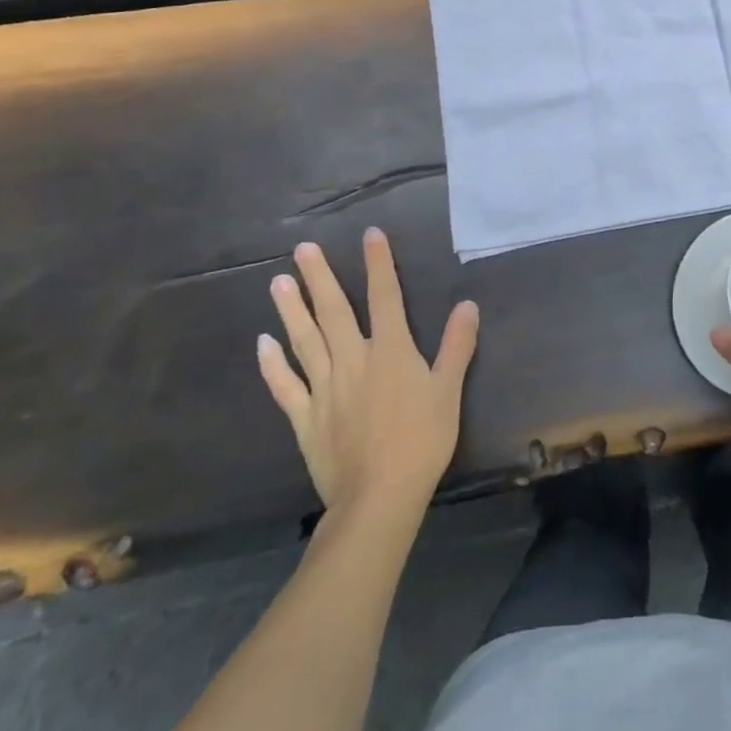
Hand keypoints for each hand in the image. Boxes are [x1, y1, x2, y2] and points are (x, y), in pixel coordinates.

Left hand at [258, 228, 478, 522]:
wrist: (379, 496)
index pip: (385, 297)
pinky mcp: (305, 418)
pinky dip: (272, 365)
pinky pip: (285, 386)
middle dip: (319, 277)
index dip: (378, 264)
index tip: (370, 234)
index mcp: (391, 351)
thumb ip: (457, 346)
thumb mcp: (449, 390)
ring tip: (277, 282)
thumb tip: (467, 304)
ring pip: (304, 341)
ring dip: (291, 310)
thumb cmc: (421, 440)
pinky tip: (262, 344)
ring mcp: (324, 388)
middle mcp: (353, 360)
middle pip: (333, 312)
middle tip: (302, 249)